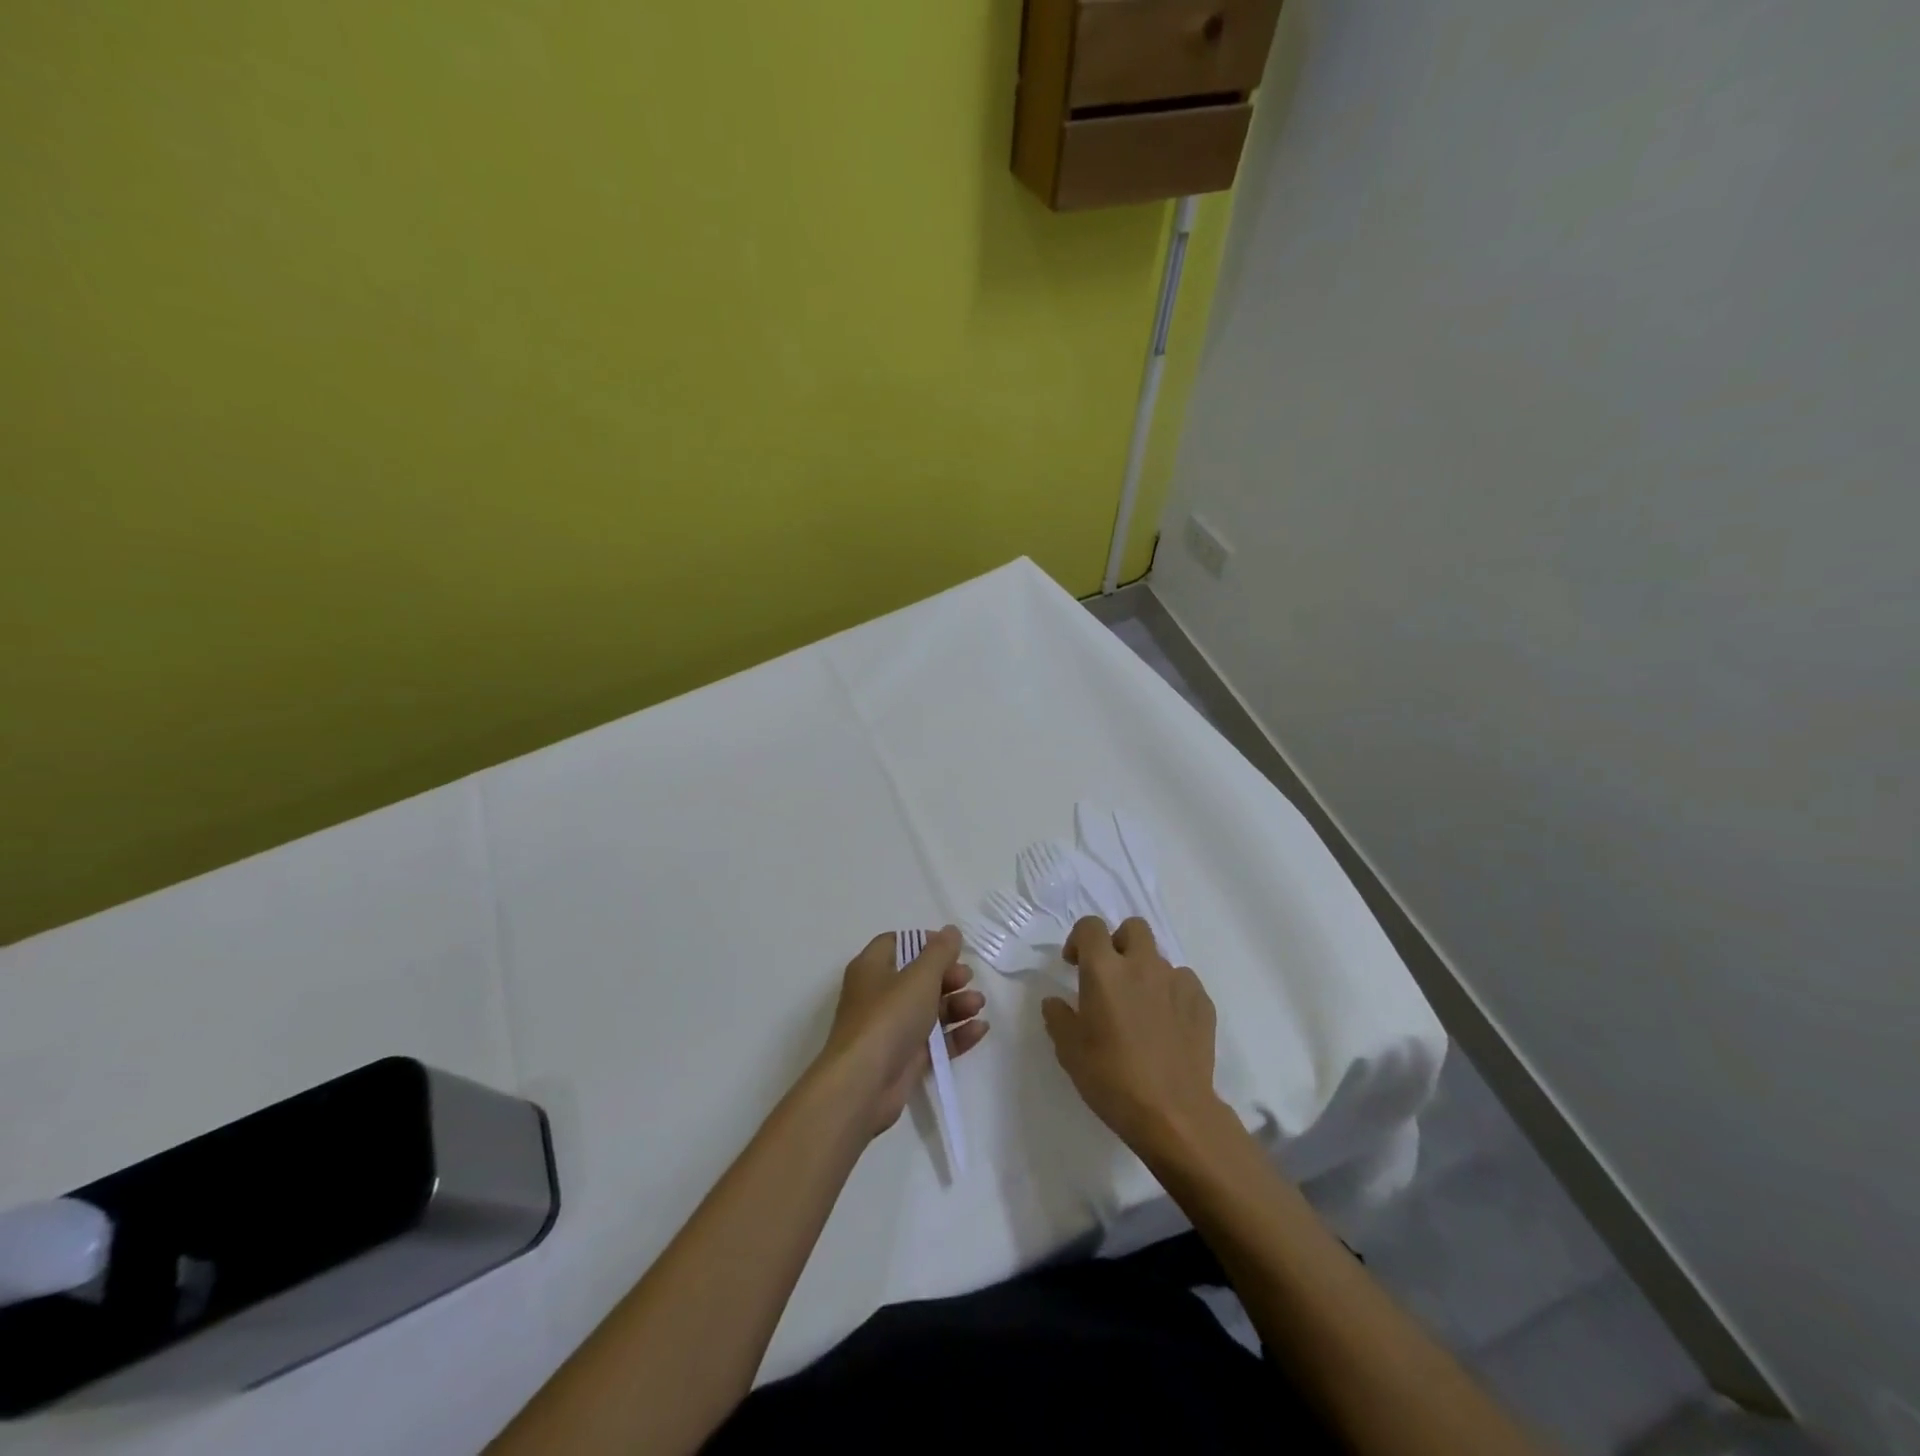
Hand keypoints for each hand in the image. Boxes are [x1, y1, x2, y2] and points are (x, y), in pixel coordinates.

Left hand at [816, 926, 988, 1138]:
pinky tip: (980, 1030)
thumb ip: (939, 952)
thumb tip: (951, 931)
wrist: (864, 1083)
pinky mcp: (905, 1058)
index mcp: (872, 968)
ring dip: (956, 1004)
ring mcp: (892, 1029)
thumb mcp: (919, 977)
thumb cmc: (889, 1017)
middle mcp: (879, 995)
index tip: (952, 948)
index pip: (897, 943)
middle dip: (947, 976)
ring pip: (929, 1009)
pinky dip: (956, 1034)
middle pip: (918, 977)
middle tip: (967, 978)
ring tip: (978, 1004)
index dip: (925, 942)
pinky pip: (935, 1041)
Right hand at [1042, 917, 1226, 1157]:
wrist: (1173, 1114)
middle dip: (1119, 942)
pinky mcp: (1202, 1003)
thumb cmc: (1112, 1078)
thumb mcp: (1069, 1051)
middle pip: (1133, 928)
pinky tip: (1167, 1024)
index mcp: (1104, 970)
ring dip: (1146, 972)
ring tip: (1140, 1008)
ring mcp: (1177, 981)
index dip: (1079, 939)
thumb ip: (1058, 1017)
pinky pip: (1183, 983)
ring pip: (1159, 958)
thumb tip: (1056, 1001)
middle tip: (1111, 975)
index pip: (1090, 926)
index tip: (1074, 964)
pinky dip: (1171, 994)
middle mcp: (1142, 965)